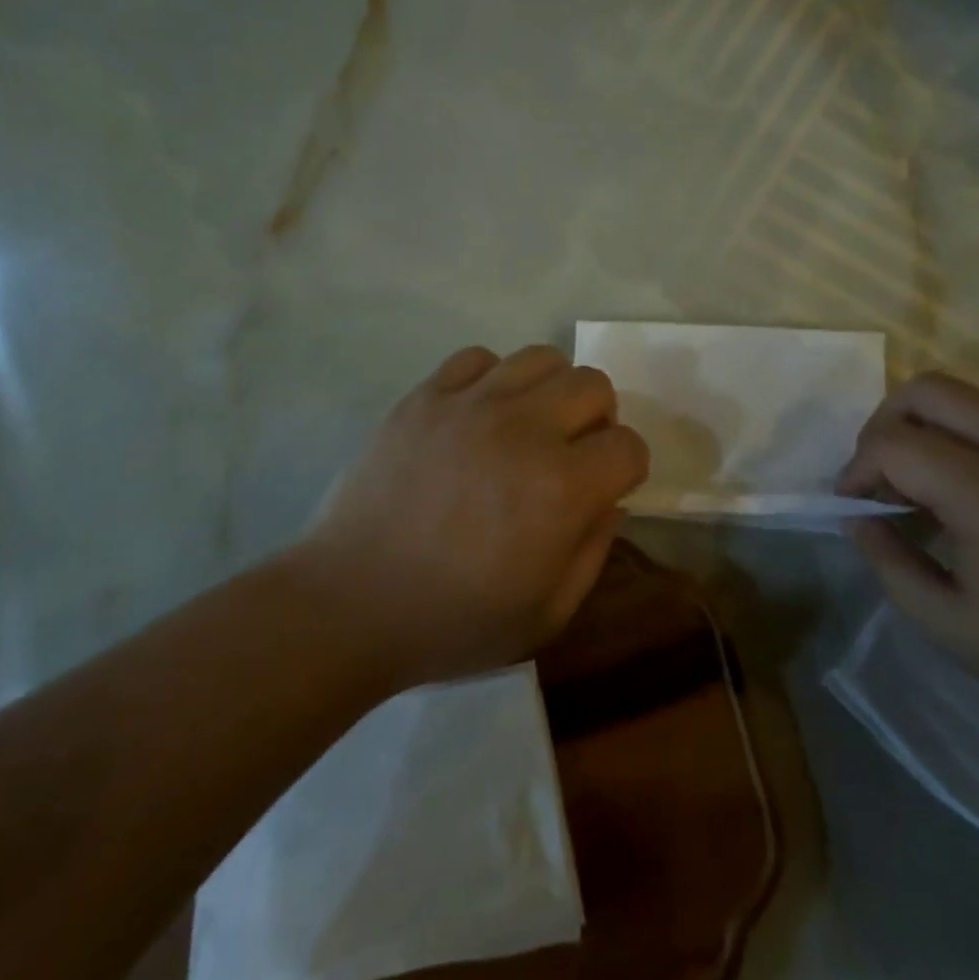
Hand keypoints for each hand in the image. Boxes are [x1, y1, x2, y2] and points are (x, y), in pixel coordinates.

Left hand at [300, 344, 649, 690]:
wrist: (350, 603)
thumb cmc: (452, 621)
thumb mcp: (547, 615)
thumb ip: (594, 551)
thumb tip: (610, 500)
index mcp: (561, 489)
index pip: (628, 445)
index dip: (627, 468)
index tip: (607, 487)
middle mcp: (524, 430)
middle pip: (593, 384)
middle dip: (598, 419)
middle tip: (571, 453)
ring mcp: (470, 405)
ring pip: (541, 358)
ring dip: (550, 391)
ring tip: (528, 426)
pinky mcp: (425, 397)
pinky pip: (478, 358)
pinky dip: (492, 380)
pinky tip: (478, 415)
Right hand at [838, 372, 978, 734]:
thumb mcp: (950, 627)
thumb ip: (889, 563)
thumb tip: (859, 518)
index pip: (893, 443)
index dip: (857, 468)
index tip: (854, 504)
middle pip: (927, 389)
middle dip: (885, 424)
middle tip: (883, 475)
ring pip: (970, 398)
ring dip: (931, 428)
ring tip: (932, 487)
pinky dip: (976, 441)